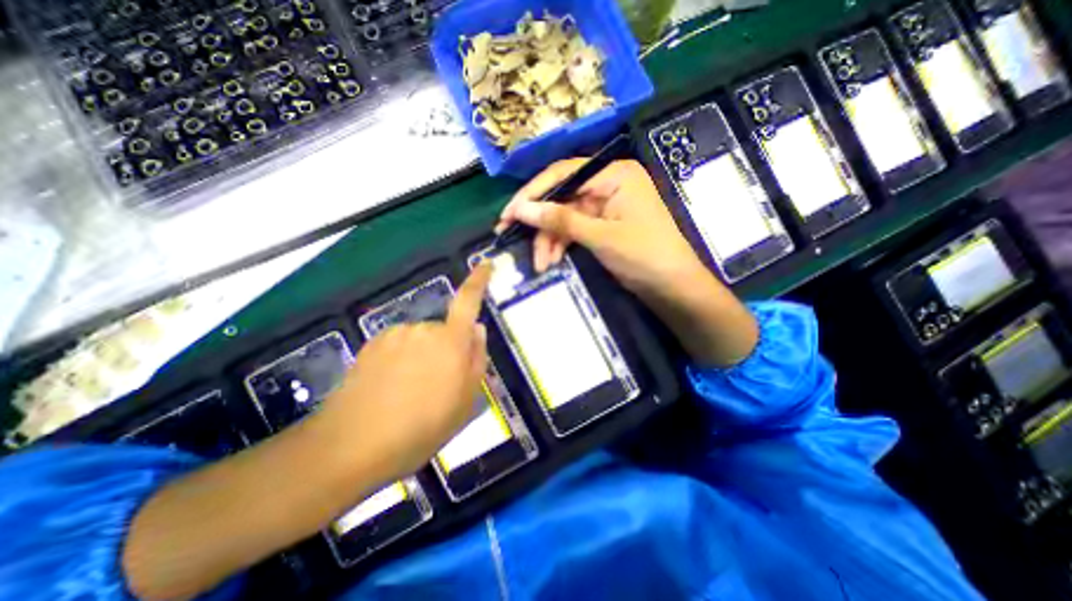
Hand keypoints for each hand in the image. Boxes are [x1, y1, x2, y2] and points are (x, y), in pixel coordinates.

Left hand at [319, 266, 490, 479]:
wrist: (351, 445)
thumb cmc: (421, 427)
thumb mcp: (465, 400)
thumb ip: (477, 359)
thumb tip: (477, 329)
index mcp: (450, 341)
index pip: (468, 301)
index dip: (478, 280)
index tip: (486, 264)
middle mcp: (422, 329)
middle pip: (444, 329)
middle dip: (448, 348)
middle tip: (441, 385)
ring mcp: (394, 335)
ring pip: (421, 339)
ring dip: (424, 356)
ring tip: (412, 393)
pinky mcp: (372, 344)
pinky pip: (399, 344)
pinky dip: (402, 360)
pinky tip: (391, 388)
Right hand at [496, 160, 708, 299]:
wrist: (673, 287)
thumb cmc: (644, 255)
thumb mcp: (600, 236)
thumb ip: (560, 220)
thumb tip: (520, 209)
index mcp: (614, 175)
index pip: (563, 174)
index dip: (533, 193)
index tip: (508, 214)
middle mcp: (608, 184)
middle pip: (561, 198)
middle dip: (540, 224)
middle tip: (510, 237)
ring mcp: (604, 206)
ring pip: (565, 218)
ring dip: (549, 240)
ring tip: (540, 264)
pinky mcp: (602, 226)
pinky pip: (574, 230)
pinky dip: (561, 245)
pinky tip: (551, 261)